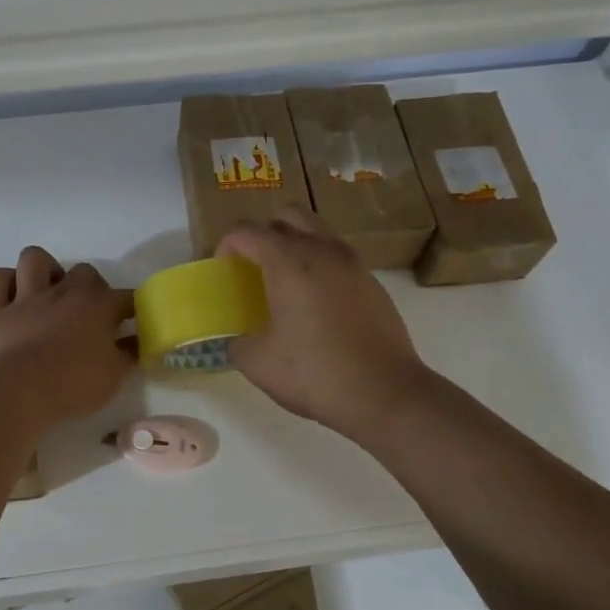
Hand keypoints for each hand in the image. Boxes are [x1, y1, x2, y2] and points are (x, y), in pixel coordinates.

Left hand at [0, 247, 135, 424]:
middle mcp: (64, 292)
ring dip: (44, 270)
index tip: (134, 322)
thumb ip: (129, 355)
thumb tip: (137, 342)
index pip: (126, 297)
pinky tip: (12, 296)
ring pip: (34, 258)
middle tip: (90, 313)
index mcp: (99, 306)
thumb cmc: (73, 384)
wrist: (20, 391)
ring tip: (49, 291)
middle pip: (85, 271)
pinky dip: (4, 283)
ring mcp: (27, 297)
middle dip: (91, 287)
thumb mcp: (114, 376)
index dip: (133, 309)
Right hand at [217, 207, 429, 440]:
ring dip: (294, 246)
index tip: (224, 274)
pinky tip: (314, 306)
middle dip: (263, 233)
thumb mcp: (257, 362)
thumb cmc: (314, 373)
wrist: (385, 393)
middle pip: (287, 215)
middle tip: (253, 267)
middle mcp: (323, 250)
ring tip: (283, 285)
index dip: (226, 247)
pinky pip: (337, 258)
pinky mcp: (372, 283)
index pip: (246, 231)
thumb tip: (239, 337)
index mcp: (289, 261)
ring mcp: (353, 264)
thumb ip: (238, 340)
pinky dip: (318, 267)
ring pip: (317, 233)